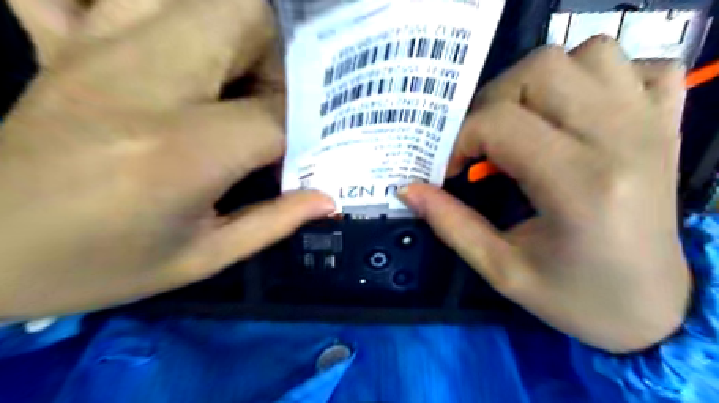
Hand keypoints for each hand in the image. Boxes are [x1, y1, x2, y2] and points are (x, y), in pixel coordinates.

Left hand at [0, 0, 333, 316]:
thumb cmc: (97, 265)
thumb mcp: (201, 258)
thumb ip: (274, 222)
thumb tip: (329, 199)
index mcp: (183, 150)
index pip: (277, 114)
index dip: (307, 130)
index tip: (310, 150)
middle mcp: (147, 82)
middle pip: (245, 19)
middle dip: (281, 58)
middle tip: (278, 103)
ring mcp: (103, 50)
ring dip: (240, 33)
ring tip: (241, 81)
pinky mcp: (73, 41)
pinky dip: (167, 10)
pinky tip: (183, 52)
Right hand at [404, 38, 690, 352]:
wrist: (655, 310)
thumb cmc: (576, 298)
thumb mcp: (501, 270)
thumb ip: (451, 224)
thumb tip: (407, 189)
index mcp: (580, 185)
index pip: (500, 123)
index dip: (459, 139)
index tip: (450, 168)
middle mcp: (621, 140)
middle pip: (541, 70)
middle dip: (491, 102)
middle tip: (481, 142)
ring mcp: (651, 124)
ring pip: (588, 54)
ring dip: (540, 81)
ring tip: (524, 121)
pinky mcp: (667, 123)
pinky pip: (640, 65)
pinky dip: (600, 76)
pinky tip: (578, 111)